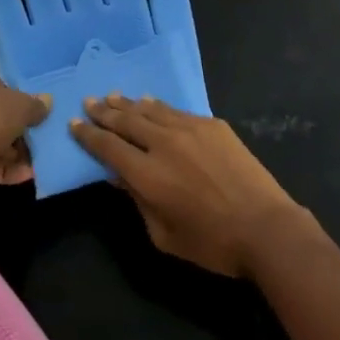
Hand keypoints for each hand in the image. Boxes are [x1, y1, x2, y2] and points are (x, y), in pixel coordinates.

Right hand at [71, 95, 311, 276]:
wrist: (264, 227)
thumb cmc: (211, 243)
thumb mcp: (164, 235)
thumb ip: (138, 201)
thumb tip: (119, 175)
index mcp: (148, 174)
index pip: (108, 147)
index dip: (89, 135)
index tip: (75, 123)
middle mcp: (163, 143)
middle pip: (126, 120)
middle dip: (104, 111)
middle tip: (89, 101)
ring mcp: (189, 128)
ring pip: (149, 109)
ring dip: (127, 103)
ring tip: (112, 97)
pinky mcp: (211, 124)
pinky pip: (175, 110)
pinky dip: (156, 106)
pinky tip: (149, 103)